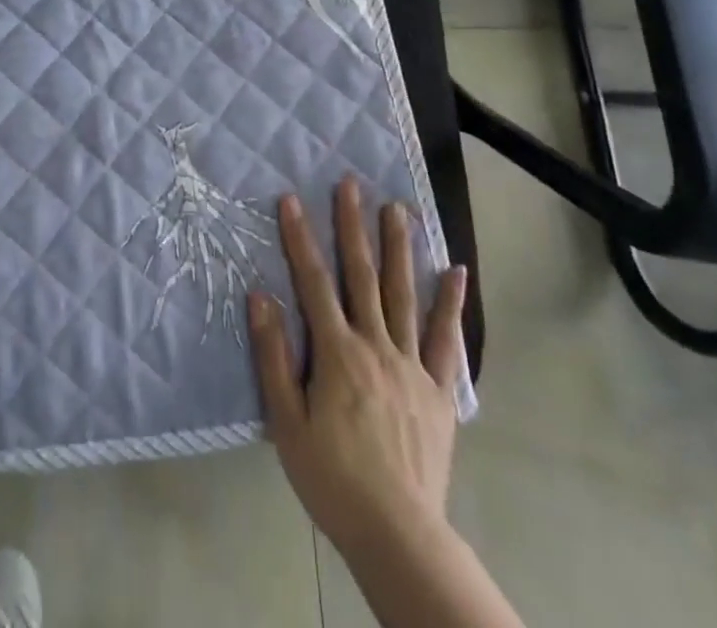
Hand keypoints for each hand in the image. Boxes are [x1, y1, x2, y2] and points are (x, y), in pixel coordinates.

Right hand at [250, 179, 520, 627]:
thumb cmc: (331, 477)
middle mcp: (375, 345)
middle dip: (353, 226)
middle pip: (362, 275)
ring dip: (399, 248)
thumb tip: (260, 297)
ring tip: (398, 208)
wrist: (397, 533)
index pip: (313, 281)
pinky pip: (444, 339)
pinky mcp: (437, 389)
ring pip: (403, 294)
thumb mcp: (286, 422)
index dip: (300, 237)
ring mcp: (410, 364)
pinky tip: (456, 272)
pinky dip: (450, 304)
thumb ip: (274, 357)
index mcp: (337, 352)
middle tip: (351, 184)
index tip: (291, 198)